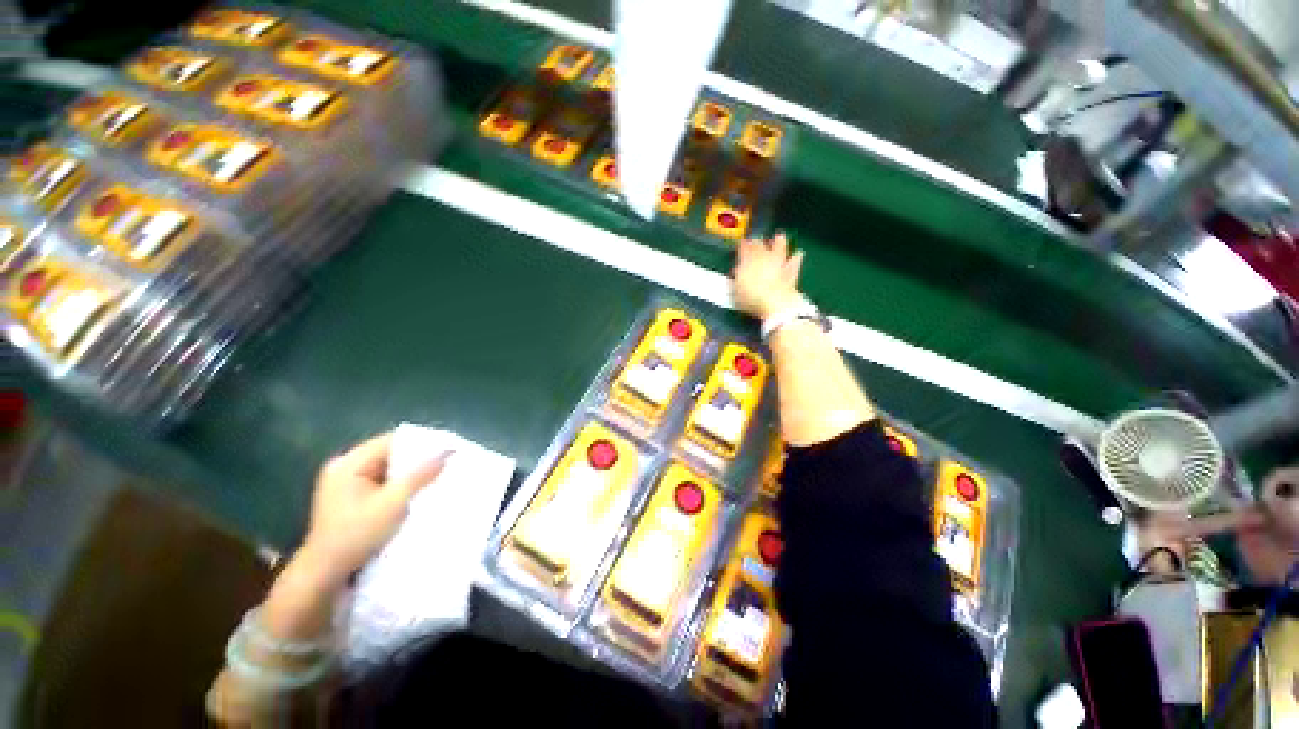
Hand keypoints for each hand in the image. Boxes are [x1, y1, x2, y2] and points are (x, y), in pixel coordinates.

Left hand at [298, 432, 450, 587]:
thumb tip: (449, 451)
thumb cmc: (356, 536)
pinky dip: (400, 485)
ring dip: (410, 474)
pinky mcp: (351, 497)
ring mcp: (346, 483)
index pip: (392, 441)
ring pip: (388, 468)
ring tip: (437, 476)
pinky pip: (383, 481)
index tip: (447, 449)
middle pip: (390, 453)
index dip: (421, 443)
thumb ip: (420, 476)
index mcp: (349, 464)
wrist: (324, 575)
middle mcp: (345, 467)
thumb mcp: (392, 504)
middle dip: (417, 459)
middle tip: (446, 464)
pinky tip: (416, 492)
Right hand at [733, 231, 805, 319]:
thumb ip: (737, 278)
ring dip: (779, 242)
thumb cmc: (751, 298)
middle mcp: (763, 258)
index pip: (743, 248)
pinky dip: (796, 257)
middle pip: (759, 245)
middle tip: (755, 239)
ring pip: (779, 248)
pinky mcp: (791, 272)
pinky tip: (799, 253)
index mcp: (747, 261)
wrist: (775, 303)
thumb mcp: (735, 291)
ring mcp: (779, 263)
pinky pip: (794, 262)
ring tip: (779, 236)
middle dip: (756, 242)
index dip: (742, 245)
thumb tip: (738, 270)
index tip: (741, 243)